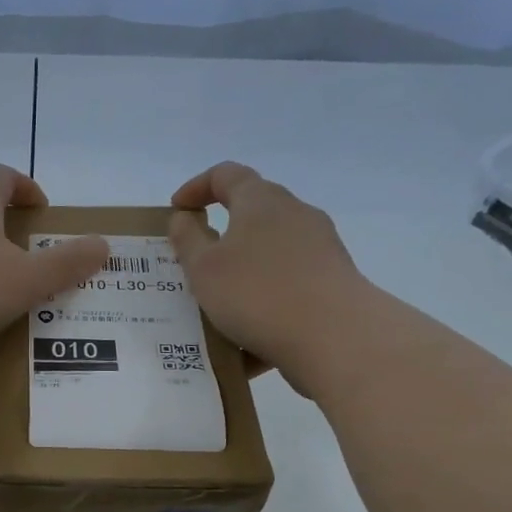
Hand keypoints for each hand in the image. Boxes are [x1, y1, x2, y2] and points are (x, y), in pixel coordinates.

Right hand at [167, 162, 368, 393]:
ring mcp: (320, 247)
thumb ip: (187, 239)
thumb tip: (184, 218)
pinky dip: (265, 298)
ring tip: (220, 304)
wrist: (335, 336)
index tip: (177, 211)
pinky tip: (251, 334)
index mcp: (261, 201)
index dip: (196, 187)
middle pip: (253, 211)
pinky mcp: (333, 280)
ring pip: (270, 251)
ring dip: (243, 270)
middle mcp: (295, 214)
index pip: (226, 175)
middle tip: (196, 260)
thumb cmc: (257, 293)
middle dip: (222, 232)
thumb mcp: (204, 268)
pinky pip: (288, 283)